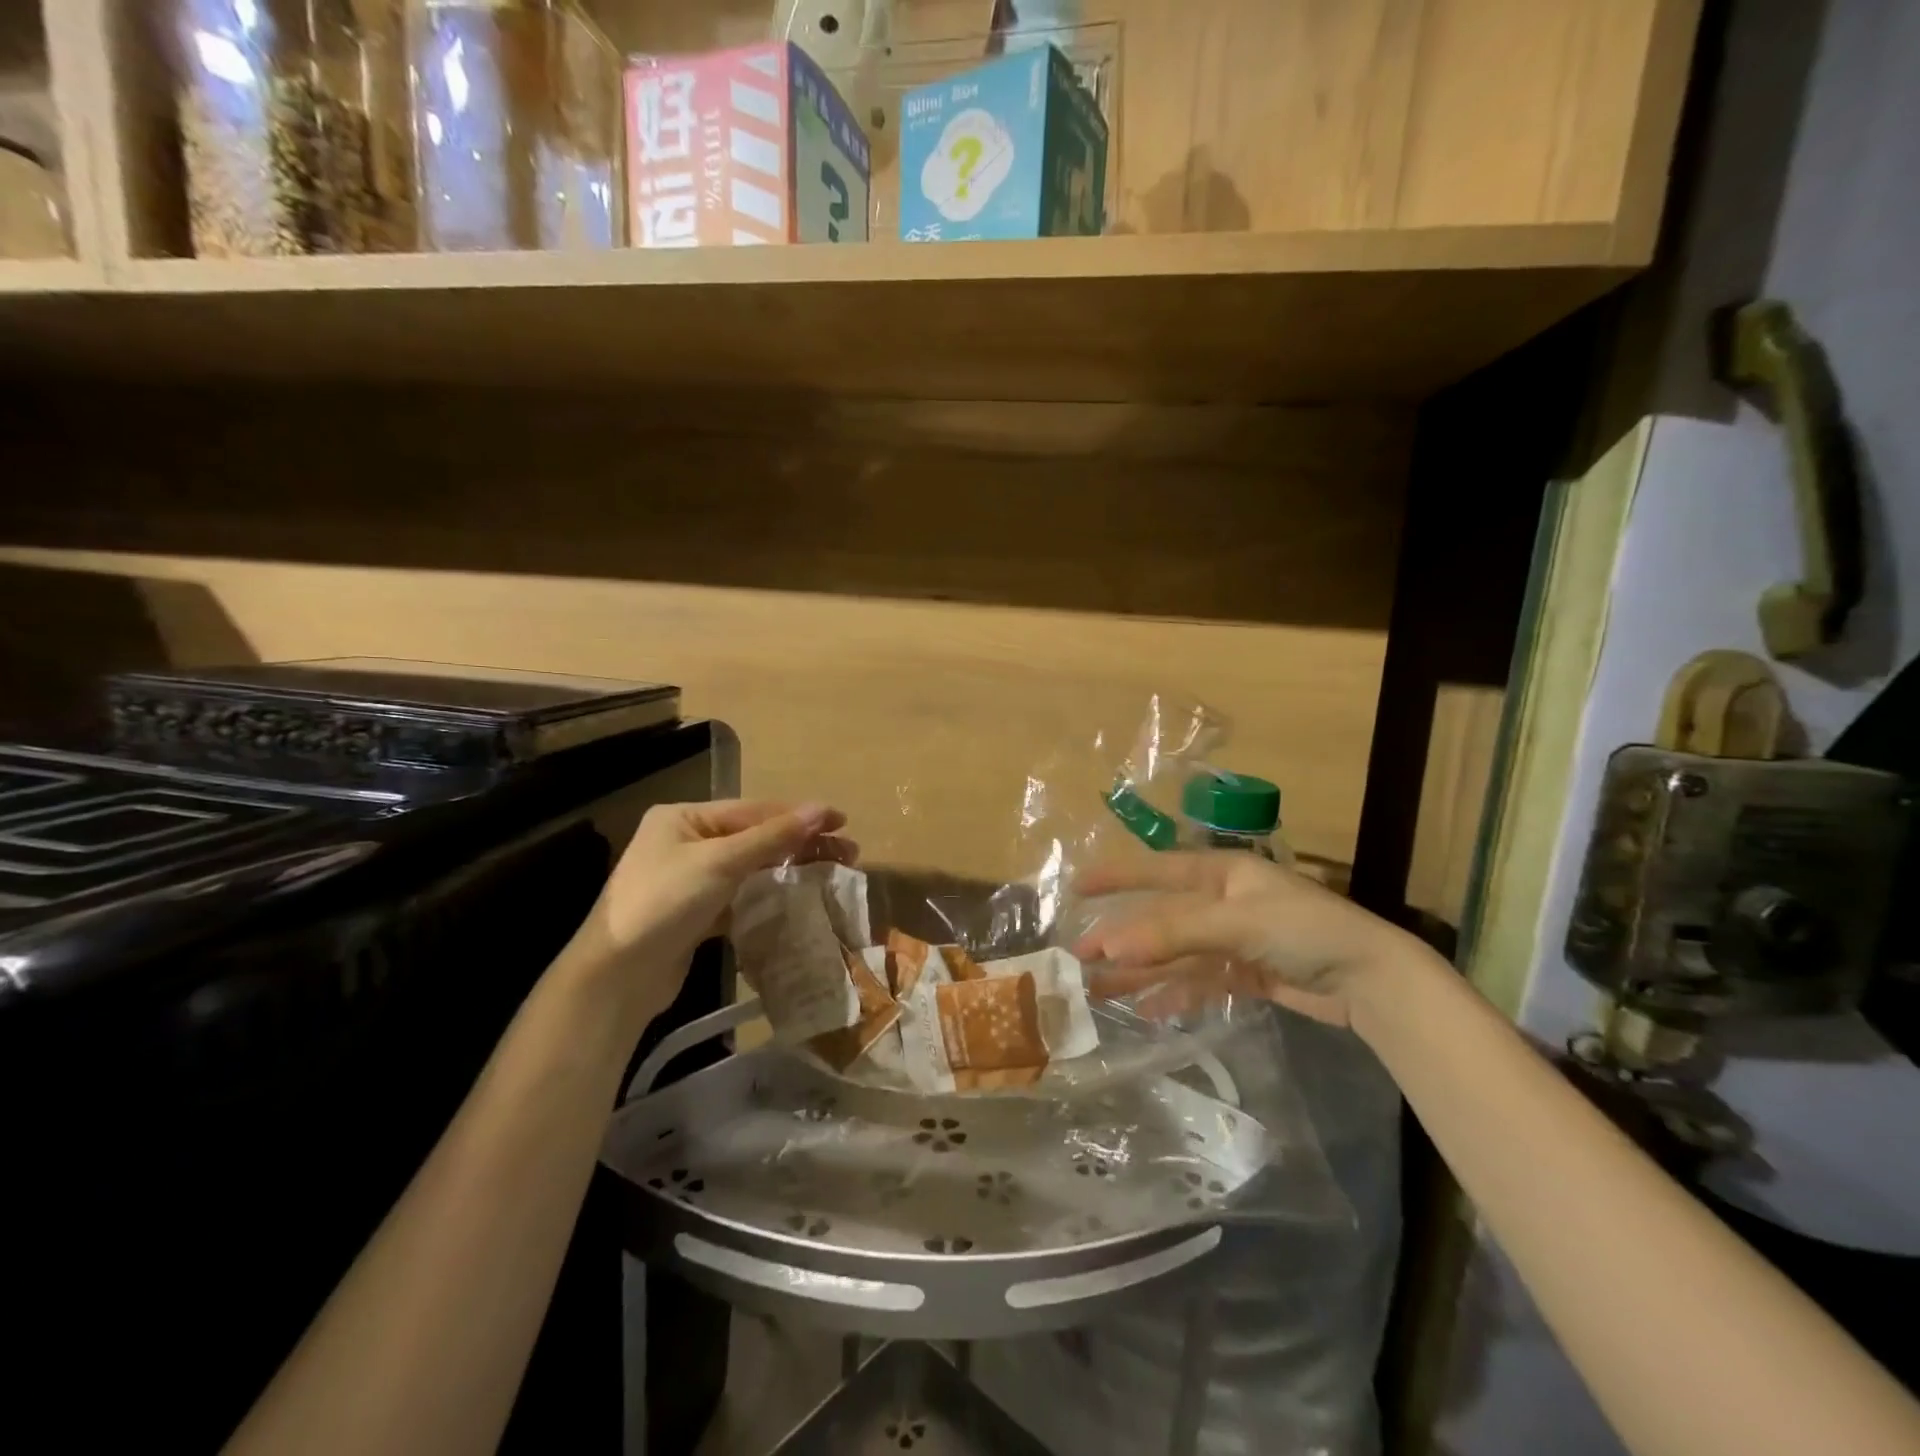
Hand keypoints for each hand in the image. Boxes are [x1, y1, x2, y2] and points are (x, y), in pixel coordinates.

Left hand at [567, 799, 855, 1022]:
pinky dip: (770, 896)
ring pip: (752, 868)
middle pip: (756, 837)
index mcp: (684, 818)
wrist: (616, 978)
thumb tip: (820, 809)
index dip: (799, 814)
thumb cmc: (664, 903)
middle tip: (848, 852)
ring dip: (790, 869)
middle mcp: (687, 842)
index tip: (842, 820)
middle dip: (801, 843)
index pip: (754, 810)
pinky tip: (799, 899)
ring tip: (832, 873)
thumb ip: (772, 836)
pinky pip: (743, 896)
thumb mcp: (719, 862)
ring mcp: (691, 880)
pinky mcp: (698, 914)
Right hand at [1072, 852, 1436, 1029]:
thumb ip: (1173, 933)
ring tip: (1101, 988)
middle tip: (1080, 955)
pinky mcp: (1246, 973)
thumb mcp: (1237, 924)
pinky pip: (1198, 981)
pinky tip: (1147, 1009)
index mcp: (1221, 873)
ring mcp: (1234, 940)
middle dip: (1122, 936)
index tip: (1077, 887)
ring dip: (1141, 971)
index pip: (1157, 870)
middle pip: (1161, 919)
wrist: (1372, 980)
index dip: (1117, 878)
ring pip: (1175, 955)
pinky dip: (1174, 994)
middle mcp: (1223, 902)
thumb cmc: (1305, 931)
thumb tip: (1111, 944)